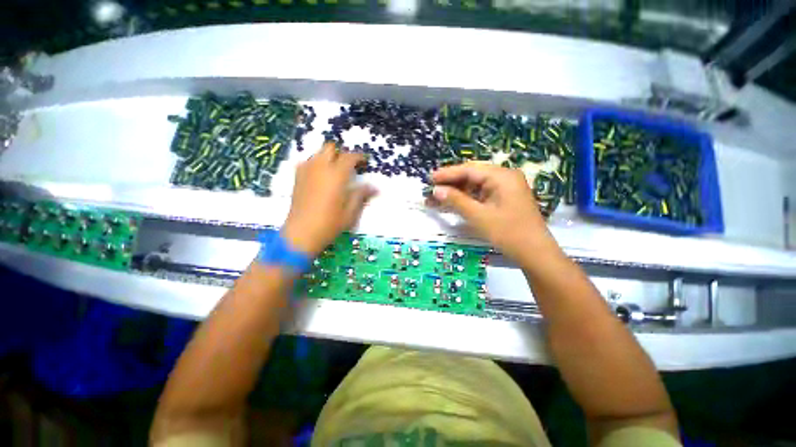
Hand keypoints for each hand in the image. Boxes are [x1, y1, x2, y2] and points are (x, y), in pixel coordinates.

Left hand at [282, 143, 376, 256]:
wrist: (301, 233)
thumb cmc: (329, 224)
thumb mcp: (350, 212)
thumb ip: (361, 195)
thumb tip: (375, 187)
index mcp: (336, 176)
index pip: (349, 157)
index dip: (359, 157)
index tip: (365, 162)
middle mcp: (320, 168)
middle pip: (330, 148)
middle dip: (341, 154)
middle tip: (349, 167)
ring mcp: (306, 171)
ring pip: (318, 153)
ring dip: (328, 158)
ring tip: (335, 171)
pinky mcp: (297, 177)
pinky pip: (307, 162)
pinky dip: (316, 164)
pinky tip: (319, 177)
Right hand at [430, 162, 556, 263]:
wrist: (535, 253)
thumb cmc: (508, 233)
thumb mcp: (478, 216)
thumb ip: (456, 200)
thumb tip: (436, 190)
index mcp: (502, 176)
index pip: (469, 170)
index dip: (447, 174)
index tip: (429, 179)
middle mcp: (504, 177)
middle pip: (472, 175)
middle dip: (451, 182)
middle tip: (431, 188)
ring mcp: (505, 188)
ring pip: (475, 185)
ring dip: (456, 191)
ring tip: (437, 197)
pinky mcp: (504, 199)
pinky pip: (481, 194)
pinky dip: (466, 198)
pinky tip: (453, 202)